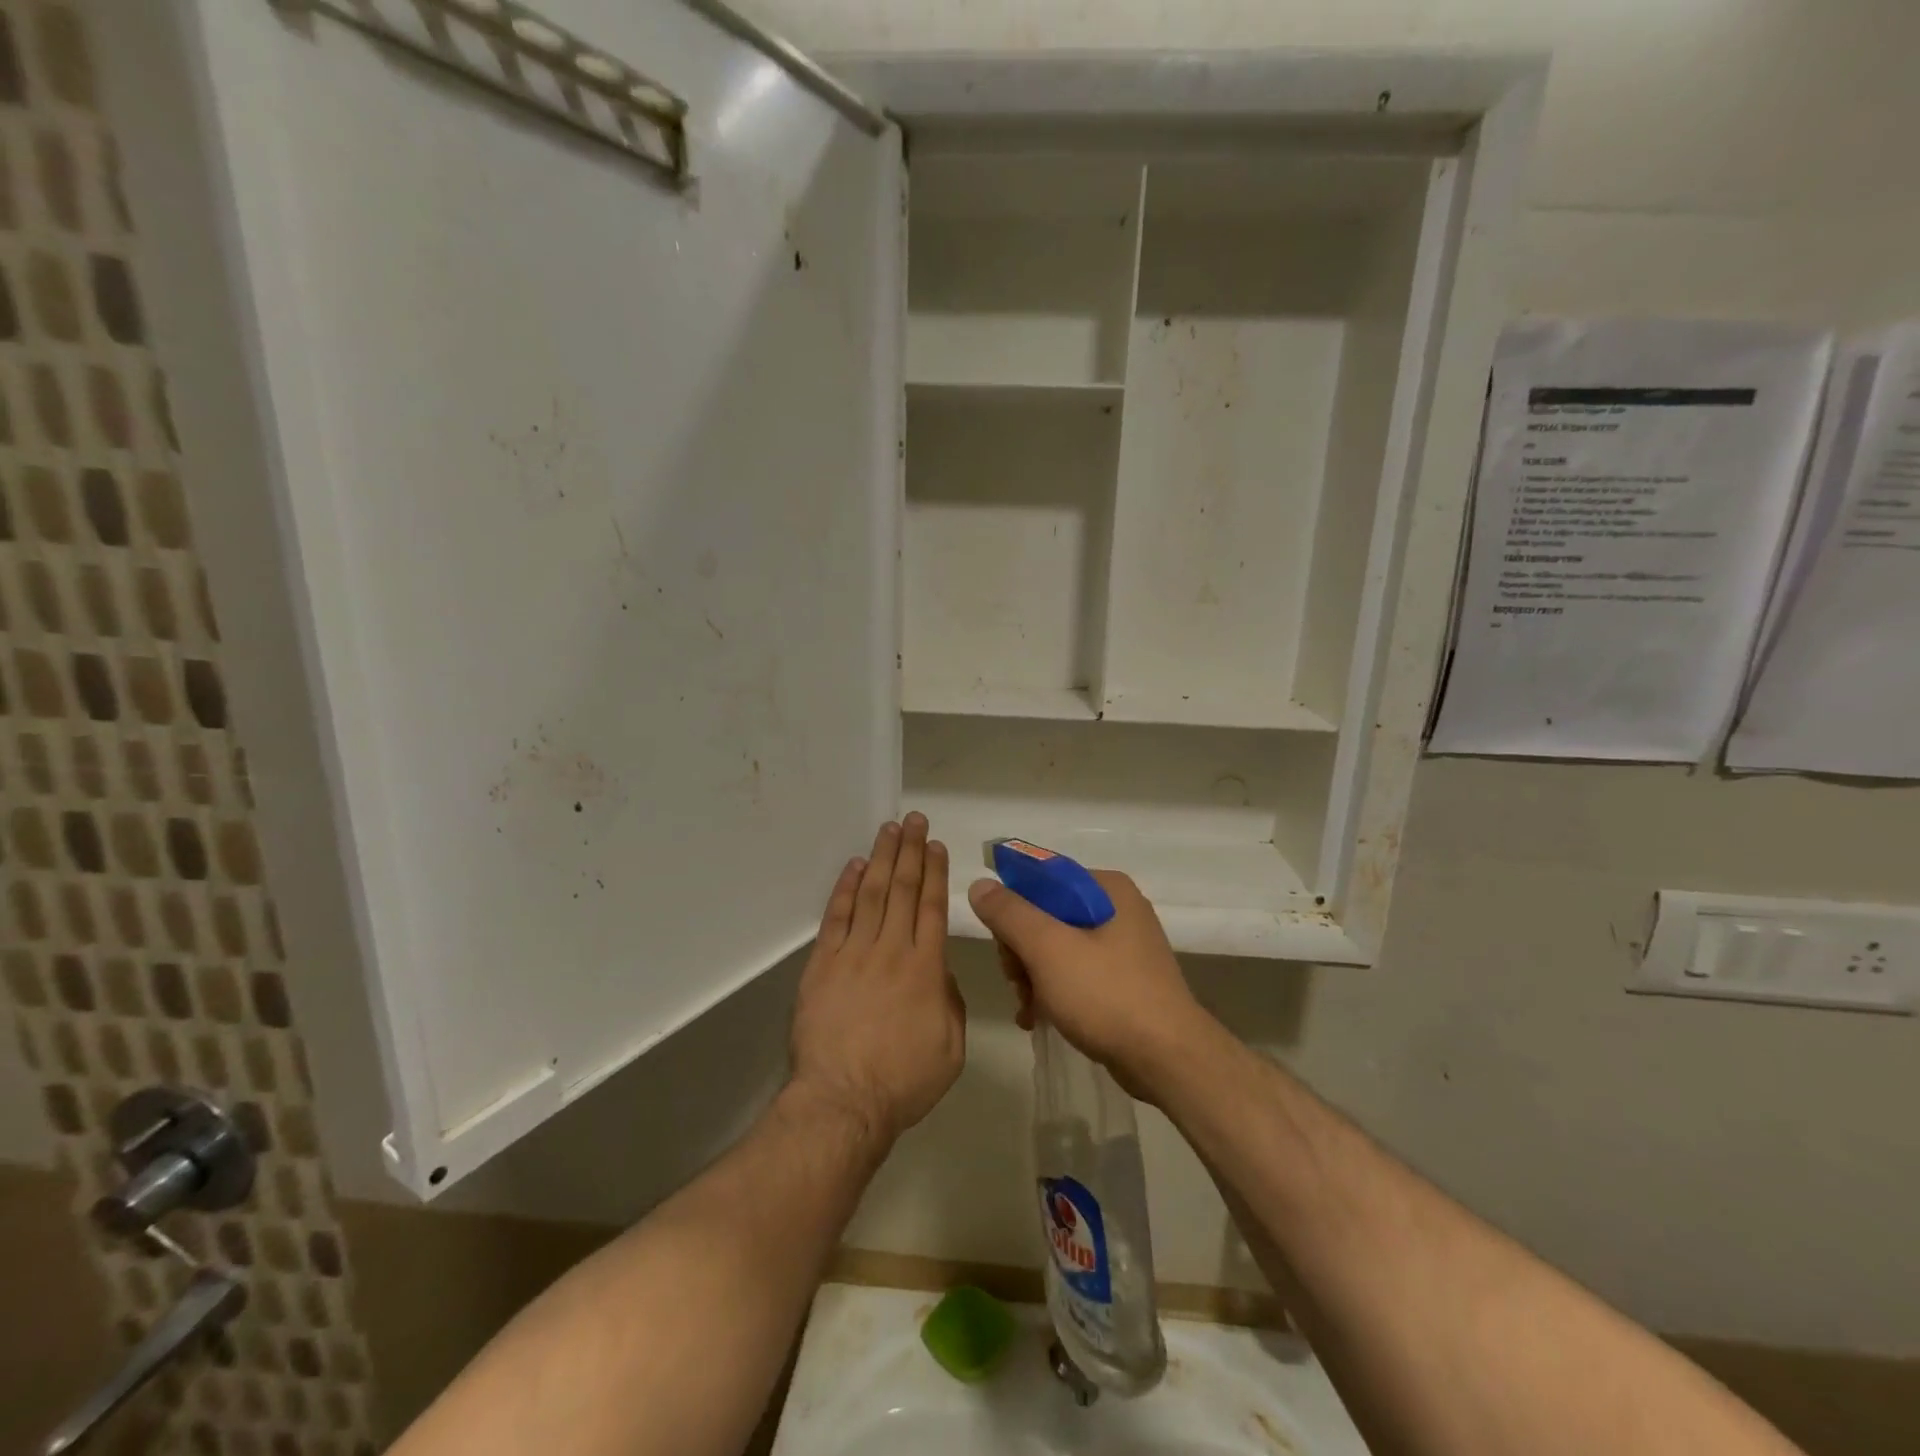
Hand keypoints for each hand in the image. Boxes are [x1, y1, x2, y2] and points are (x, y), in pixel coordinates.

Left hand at [790, 814, 964, 1145]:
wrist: (842, 1101)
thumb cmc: (903, 1080)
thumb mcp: (951, 1047)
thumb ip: (950, 1001)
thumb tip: (938, 973)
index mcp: (926, 968)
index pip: (931, 907)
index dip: (934, 872)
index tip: (935, 845)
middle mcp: (891, 950)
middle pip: (902, 889)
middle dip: (910, 851)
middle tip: (914, 820)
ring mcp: (853, 954)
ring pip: (871, 894)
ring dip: (881, 858)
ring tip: (889, 829)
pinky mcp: (822, 964)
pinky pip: (836, 917)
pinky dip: (845, 889)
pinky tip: (854, 867)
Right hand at [968, 869, 1213, 1097]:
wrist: (1168, 1061)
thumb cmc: (1107, 995)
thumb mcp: (1048, 949)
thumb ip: (1010, 913)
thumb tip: (980, 884)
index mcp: (1105, 888)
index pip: (1042, 878)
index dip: (1013, 907)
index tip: (1003, 944)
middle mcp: (1117, 908)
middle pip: (1046, 914)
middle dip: (1022, 950)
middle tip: (1017, 982)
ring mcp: (1123, 946)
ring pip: (1057, 946)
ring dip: (1033, 975)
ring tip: (1028, 1007)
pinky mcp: (1124, 980)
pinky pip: (1075, 972)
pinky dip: (1053, 991)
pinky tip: (1037, 1017)